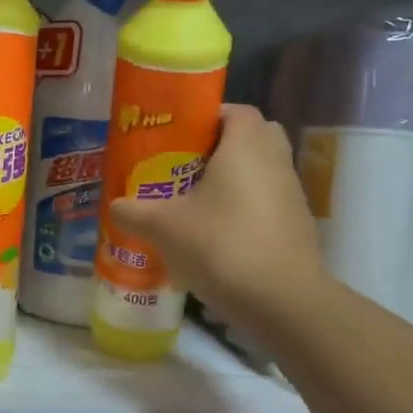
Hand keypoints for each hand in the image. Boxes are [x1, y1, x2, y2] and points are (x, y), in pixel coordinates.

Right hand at [109, 103, 326, 324]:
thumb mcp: (164, 227)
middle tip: (184, 165)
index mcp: (246, 146)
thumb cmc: (221, 245)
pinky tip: (215, 236)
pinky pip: (266, 203)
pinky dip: (244, 210)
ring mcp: (291, 195)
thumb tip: (116, 206)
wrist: (282, 301)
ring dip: (232, 181)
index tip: (178, 136)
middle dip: (220, 147)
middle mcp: (275, 161)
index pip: (235, 111)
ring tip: (193, 203)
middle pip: (252, 138)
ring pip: (260, 172)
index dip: (207, 117)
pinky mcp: (296, 227)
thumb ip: (135, 212)